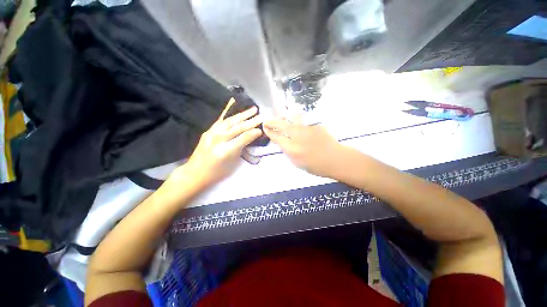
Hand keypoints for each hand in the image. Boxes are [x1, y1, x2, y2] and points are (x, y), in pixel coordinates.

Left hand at [183, 99, 262, 185]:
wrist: (195, 173)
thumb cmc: (216, 173)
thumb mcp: (232, 164)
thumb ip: (242, 148)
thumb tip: (252, 137)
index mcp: (224, 151)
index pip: (242, 138)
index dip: (252, 133)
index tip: (261, 129)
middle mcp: (217, 140)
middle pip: (236, 128)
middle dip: (250, 121)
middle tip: (261, 116)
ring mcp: (210, 134)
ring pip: (229, 121)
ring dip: (242, 115)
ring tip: (252, 110)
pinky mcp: (207, 131)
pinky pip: (220, 121)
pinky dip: (229, 114)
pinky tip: (235, 107)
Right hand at [264, 118, 347, 177]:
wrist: (336, 159)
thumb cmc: (316, 166)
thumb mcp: (297, 163)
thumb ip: (288, 152)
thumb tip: (282, 142)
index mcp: (292, 149)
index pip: (276, 137)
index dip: (269, 132)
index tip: (265, 128)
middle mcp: (297, 137)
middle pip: (281, 125)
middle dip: (272, 122)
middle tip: (266, 120)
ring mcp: (307, 129)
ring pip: (291, 119)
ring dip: (283, 117)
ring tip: (279, 116)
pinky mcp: (314, 125)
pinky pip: (301, 122)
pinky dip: (295, 121)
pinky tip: (295, 122)